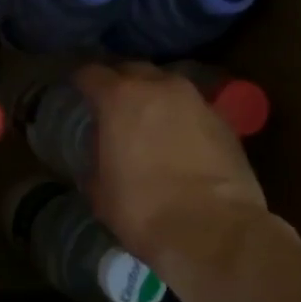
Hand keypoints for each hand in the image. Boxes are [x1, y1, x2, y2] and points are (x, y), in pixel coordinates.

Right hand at [73, 63, 268, 264]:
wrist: (214, 231)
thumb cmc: (144, 210)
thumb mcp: (100, 191)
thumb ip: (96, 160)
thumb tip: (101, 157)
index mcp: (119, 98)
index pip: (91, 73)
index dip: (80, 81)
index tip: (75, 91)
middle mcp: (159, 87)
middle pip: (133, 70)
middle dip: (119, 82)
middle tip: (111, 104)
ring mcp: (196, 101)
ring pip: (167, 85)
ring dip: (154, 97)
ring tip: (147, 120)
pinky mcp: (224, 121)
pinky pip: (192, 108)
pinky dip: (180, 117)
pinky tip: (178, 139)